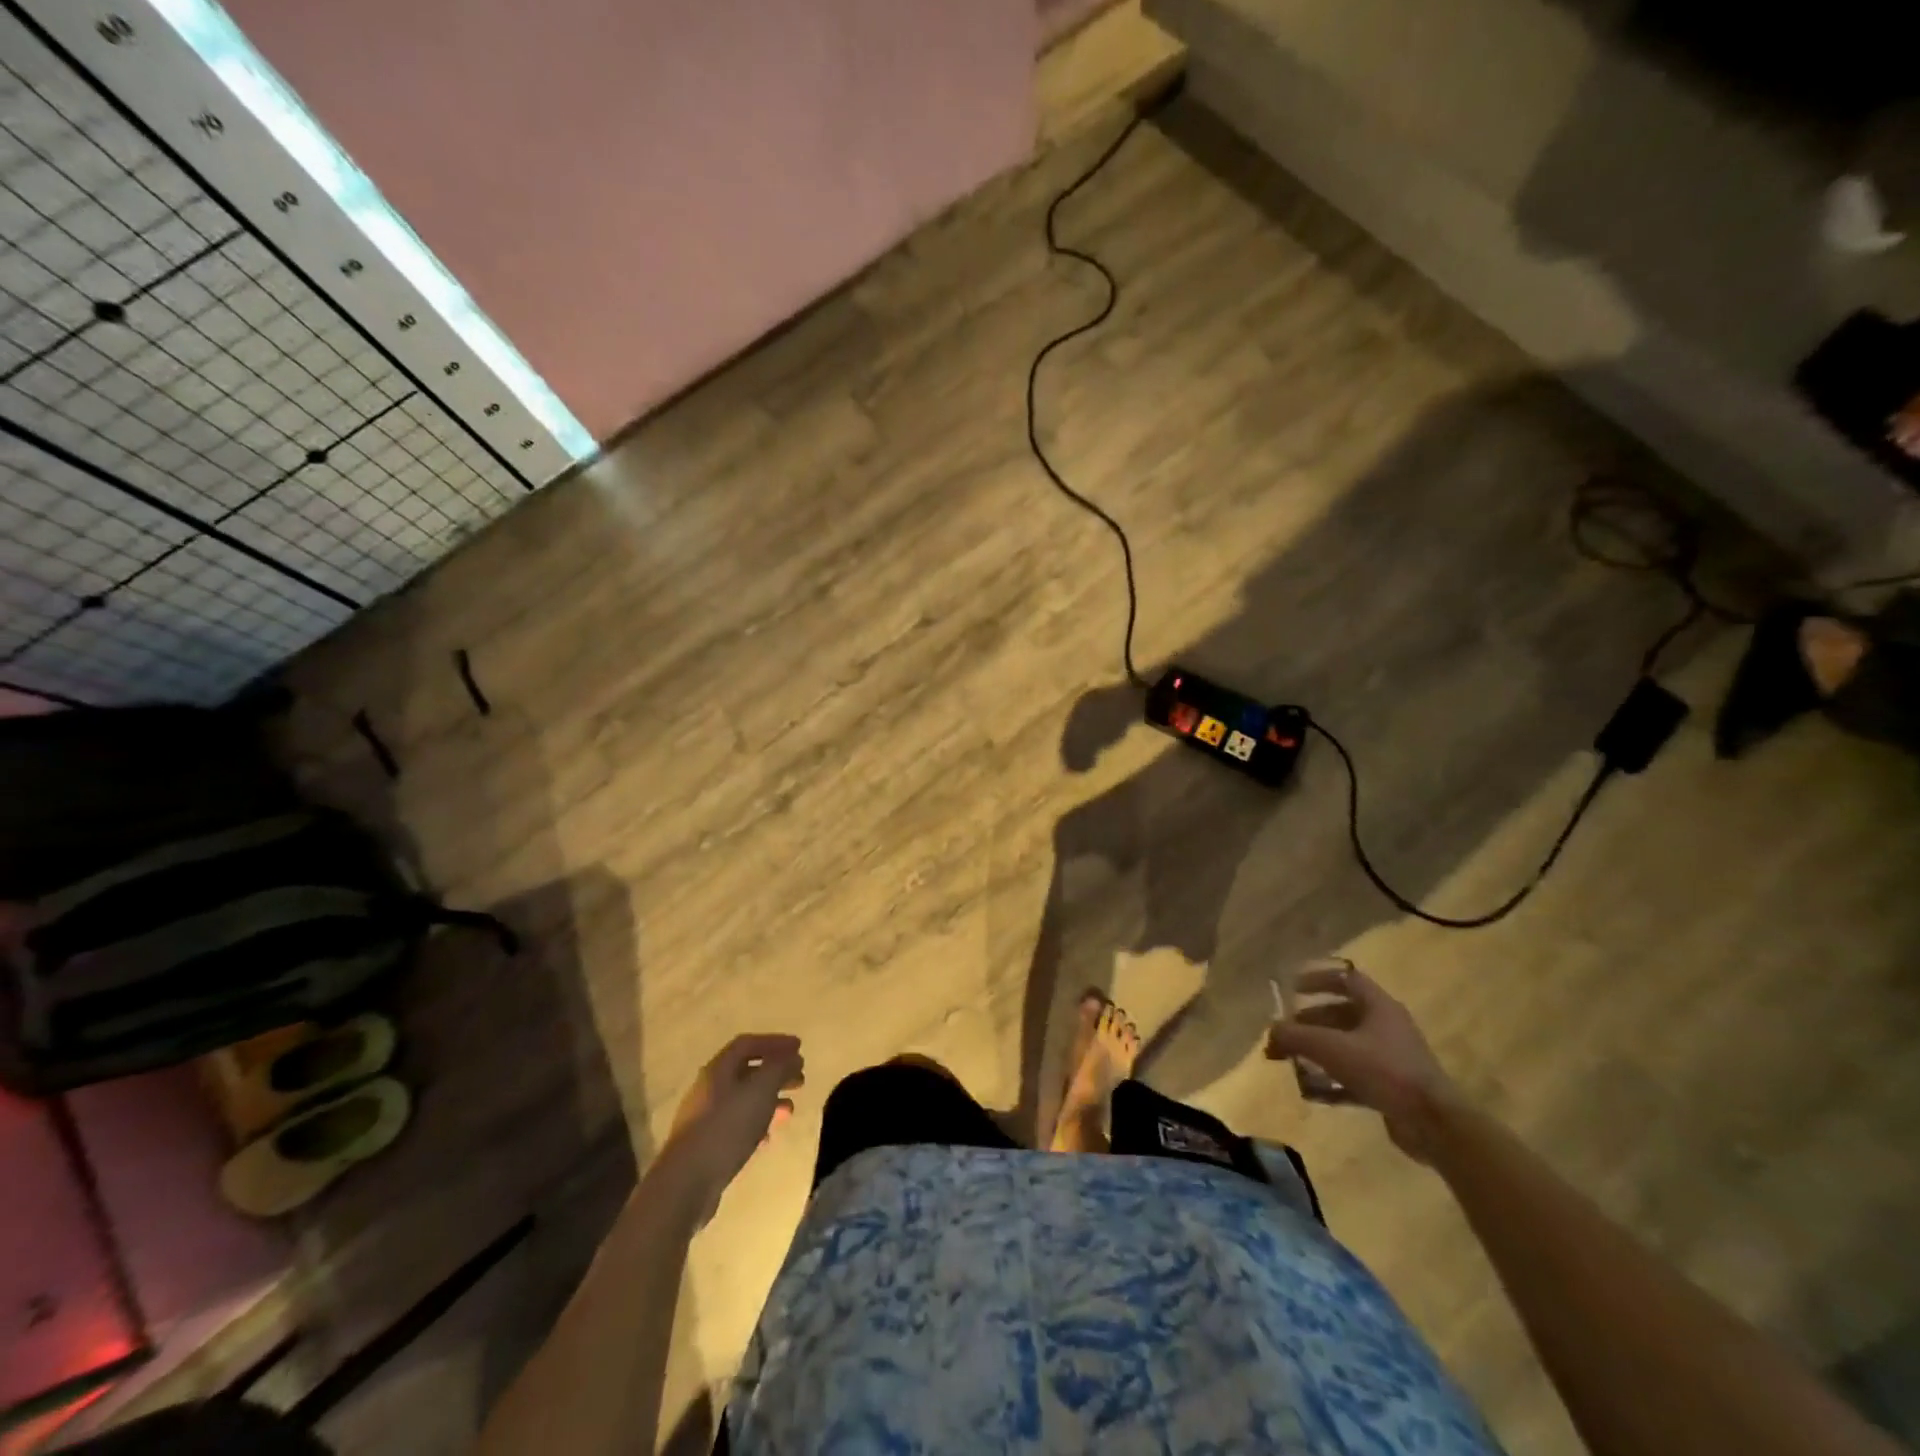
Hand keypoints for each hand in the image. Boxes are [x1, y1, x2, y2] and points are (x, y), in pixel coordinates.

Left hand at [662, 1034, 804, 1220]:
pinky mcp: (706, 1145)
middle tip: (800, 1079)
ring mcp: (705, 1118)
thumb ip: (779, 1068)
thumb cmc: (727, 1127)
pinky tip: (768, 1137)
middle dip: (776, 1072)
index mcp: (719, 1069)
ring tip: (790, 1111)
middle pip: (747, 1071)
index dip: (775, 1042)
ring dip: (769, 1100)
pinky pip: (736, 1125)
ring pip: (743, 1100)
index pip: (748, 1043)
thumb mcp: (761, 1090)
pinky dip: (757, 1124)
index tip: (799, 1048)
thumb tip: (793, 1056)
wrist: (686, 1183)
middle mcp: (709, 1088)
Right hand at [1266, 964, 1459, 1161]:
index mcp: (1379, 1006)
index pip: (1346, 978)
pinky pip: (1356, 1075)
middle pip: (1343, 1014)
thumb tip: (1270, 1033)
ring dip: (1319, 1051)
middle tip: (1287, 1031)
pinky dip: (1333, 1080)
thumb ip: (1296, 1037)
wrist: (1435, 1124)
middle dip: (1311, 1021)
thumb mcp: (1331, 1048)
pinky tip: (1312, 1092)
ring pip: (1347, 1046)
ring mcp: (1392, 1058)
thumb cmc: (1383, 1071)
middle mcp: (1387, 1027)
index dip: (1318, 979)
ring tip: (1294, 1061)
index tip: (1292, 988)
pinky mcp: (1393, 1087)